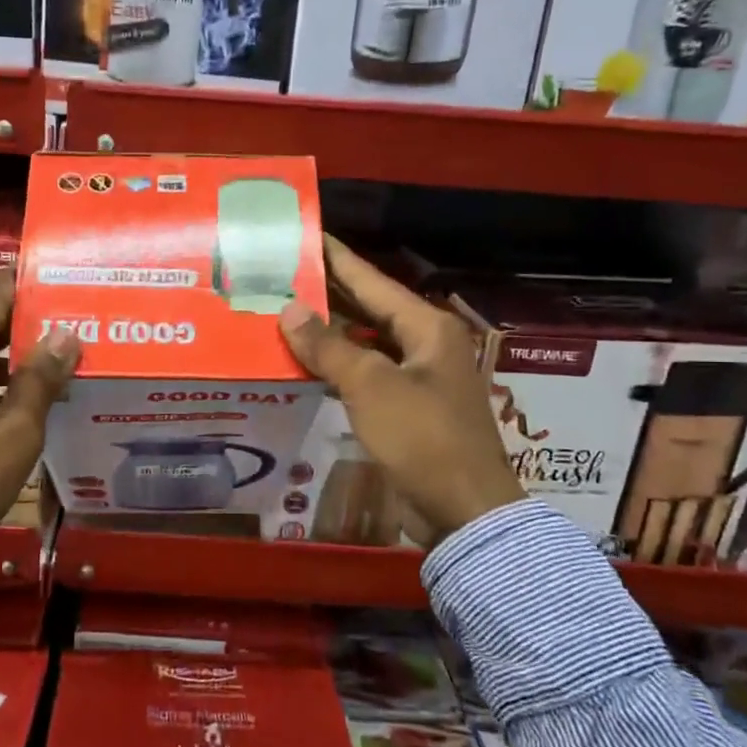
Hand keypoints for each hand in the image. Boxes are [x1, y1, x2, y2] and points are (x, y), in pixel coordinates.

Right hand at [280, 236, 522, 544]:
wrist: (464, 511)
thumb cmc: (423, 438)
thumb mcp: (372, 387)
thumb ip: (328, 346)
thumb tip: (289, 309)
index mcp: (427, 327)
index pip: (373, 281)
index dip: (338, 258)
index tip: (306, 235)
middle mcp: (425, 344)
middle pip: (369, 309)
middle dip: (328, 294)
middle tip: (282, 275)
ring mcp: (417, 378)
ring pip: (366, 343)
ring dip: (328, 333)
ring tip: (282, 313)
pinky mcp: (407, 408)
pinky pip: (366, 374)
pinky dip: (337, 366)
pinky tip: (304, 362)